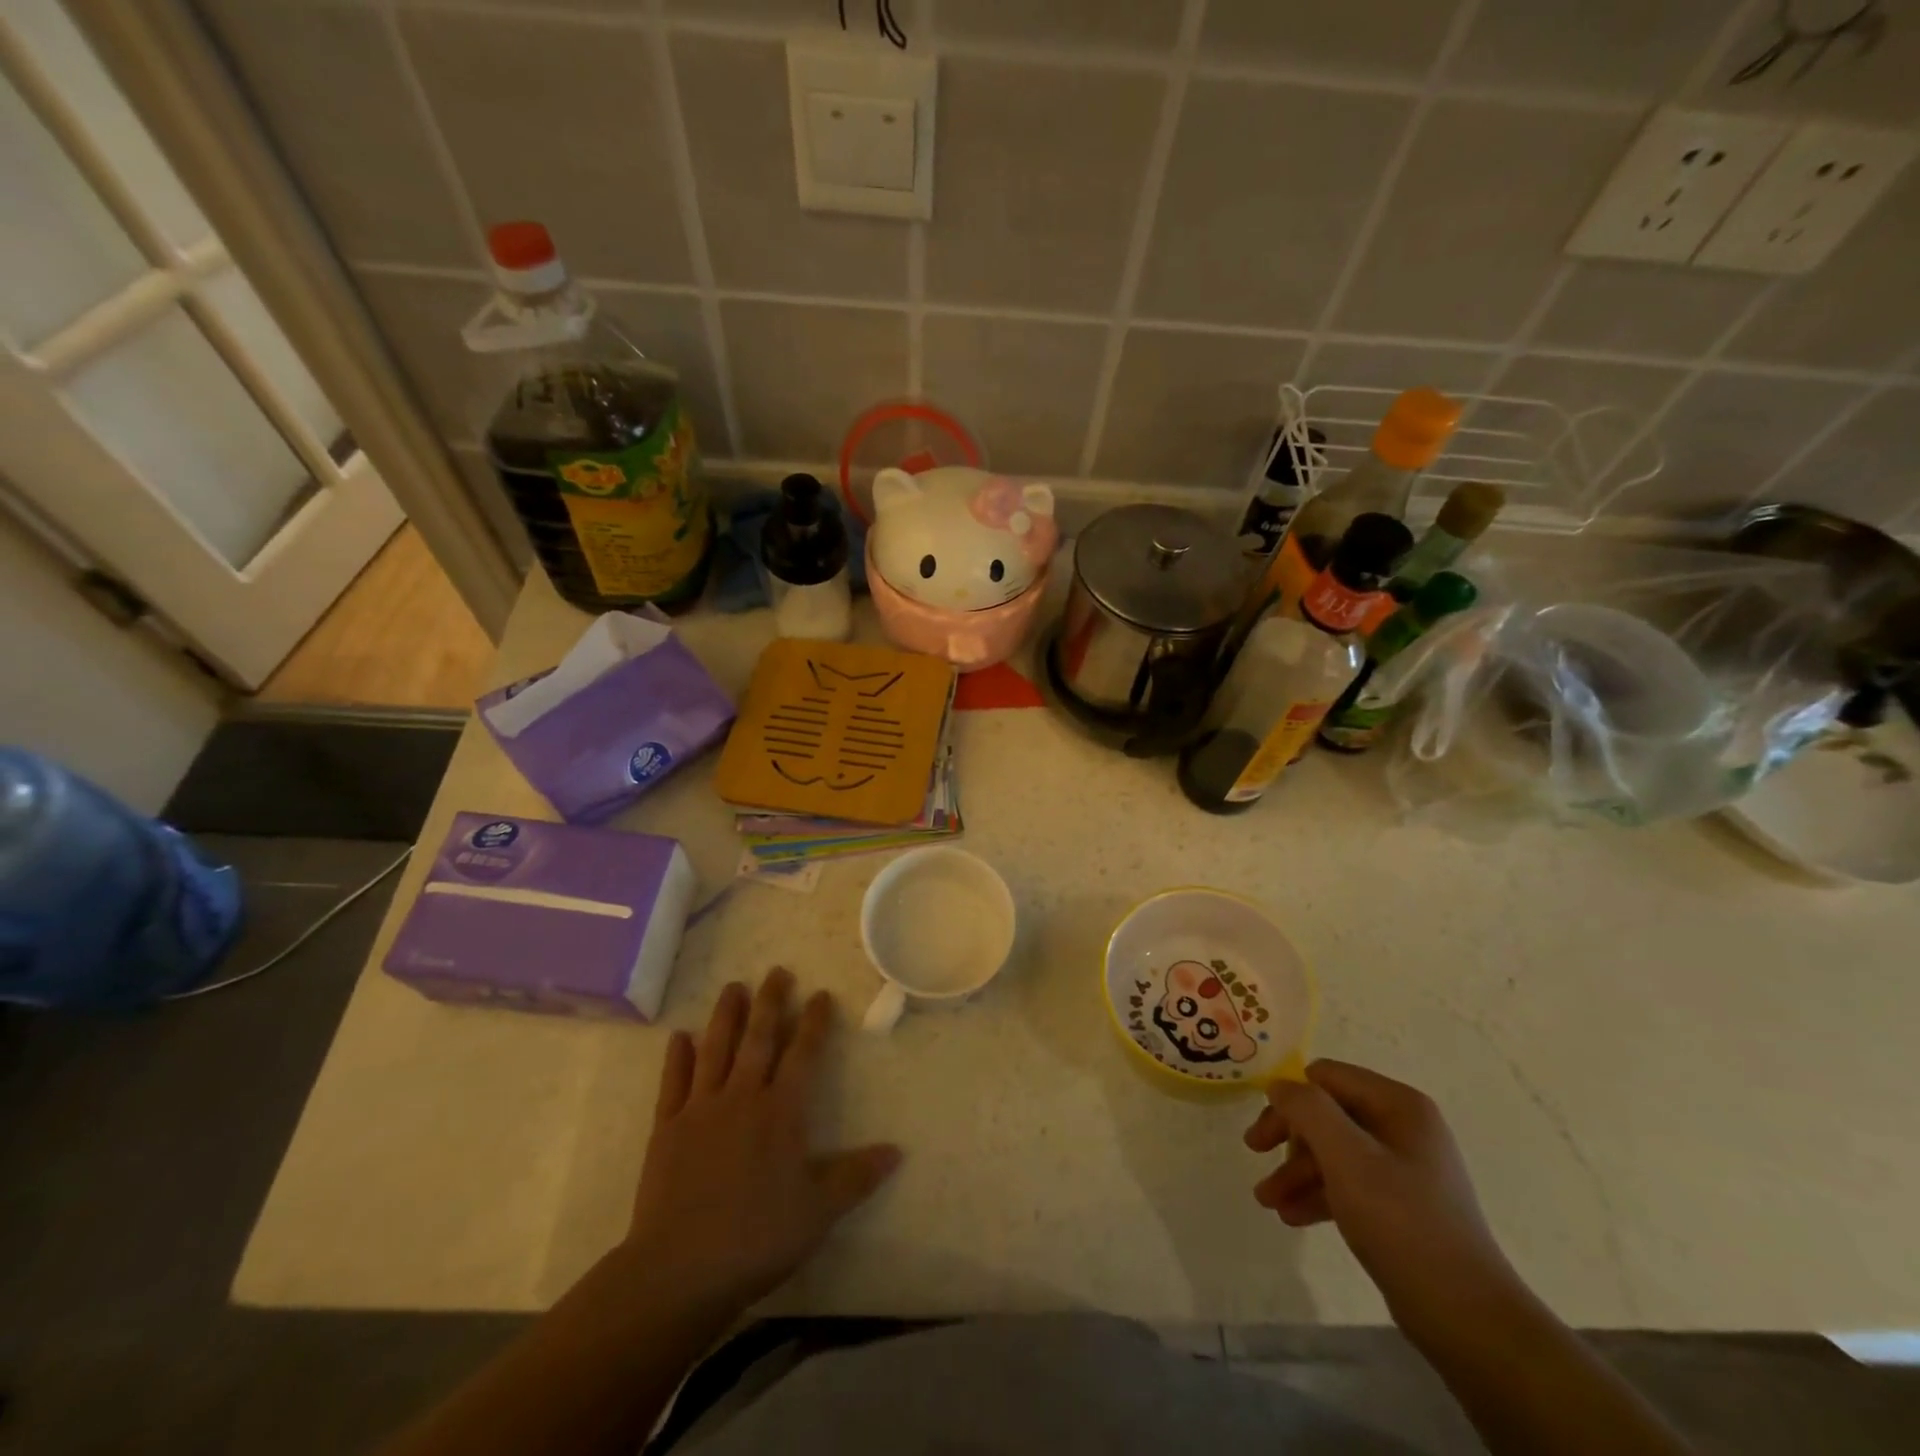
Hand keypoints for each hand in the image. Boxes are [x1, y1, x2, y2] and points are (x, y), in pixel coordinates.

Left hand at [627, 968, 901, 1314]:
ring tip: (733, 987)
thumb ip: (857, 1177)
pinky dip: (676, 1058)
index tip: (821, 994)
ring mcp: (700, 1110)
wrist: (681, 1270)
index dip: (815, 1022)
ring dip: (726, 1016)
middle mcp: (742, 1097)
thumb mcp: (819, 1211)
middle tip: (777, 971)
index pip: (803, 1054)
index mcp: (781, 1112)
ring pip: (716, 1050)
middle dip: (771, 1002)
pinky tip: (679, 1036)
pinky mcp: (666, 1129)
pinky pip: (673, 1083)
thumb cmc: (757, 1237)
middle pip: (759, 1039)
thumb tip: (898, 1151)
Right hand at [1245, 1060, 1521, 1332]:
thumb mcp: (1346, 1157)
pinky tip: (1292, 1216)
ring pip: (1334, 1151)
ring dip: (1297, 1170)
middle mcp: (1403, 1127)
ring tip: (1267, 1201)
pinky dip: (1319, 1194)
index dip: (1291, 1098)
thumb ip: (1308, 1109)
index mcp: (1399, 1105)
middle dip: (1289, 1136)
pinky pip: (1349, 1183)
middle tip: (1254, 1153)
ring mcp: (1405, 1167)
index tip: (1265, 1129)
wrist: (1467, 1318)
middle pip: (1327, 1113)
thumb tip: (1279, 1084)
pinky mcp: (1402, 1205)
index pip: (1326, 1077)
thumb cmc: (1402, 1223)